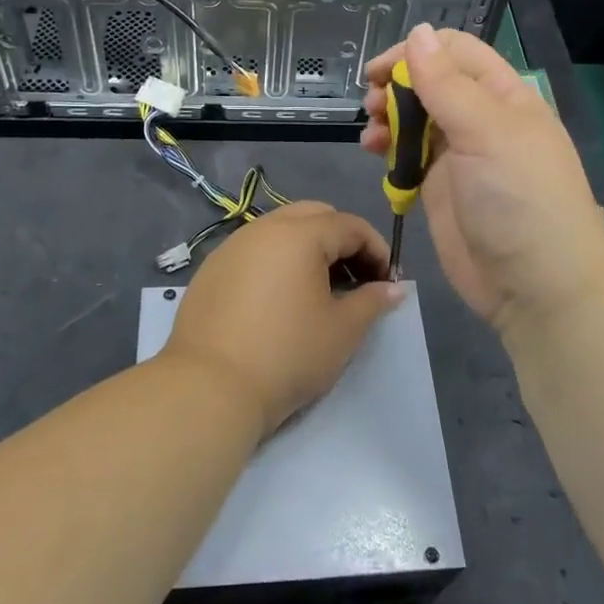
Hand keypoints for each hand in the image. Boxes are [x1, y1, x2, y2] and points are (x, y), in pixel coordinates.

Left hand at [163, 202, 402, 437]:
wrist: (209, 387)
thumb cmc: (287, 354)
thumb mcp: (342, 331)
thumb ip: (372, 301)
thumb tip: (393, 288)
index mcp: (299, 234)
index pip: (349, 225)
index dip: (376, 249)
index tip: (387, 281)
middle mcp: (263, 228)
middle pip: (313, 216)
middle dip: (341, 240)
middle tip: (355, 278)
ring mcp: (231, 246)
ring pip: (280, 230)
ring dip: (307, 248)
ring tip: (318, 289)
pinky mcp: (211, 269)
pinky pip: (254, 250)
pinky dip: (276, 261)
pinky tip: (279, 299)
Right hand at [360, 24, 603, 333]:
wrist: (536, 286)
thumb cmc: (519, 199)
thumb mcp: (486, 132)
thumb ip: (447, 84)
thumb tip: (418, 32)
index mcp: (503, 96)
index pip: (456, 51)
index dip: (415, 52)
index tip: (378, 71)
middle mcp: (481, 119)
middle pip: (430, 82)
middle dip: (396, 85)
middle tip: (371, 104)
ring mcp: (460, 155)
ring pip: (414, 117)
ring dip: (387, 115)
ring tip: (370, 134)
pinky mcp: (440, 187)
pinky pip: (408, 154)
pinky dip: (388, 148)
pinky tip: (373, 154)